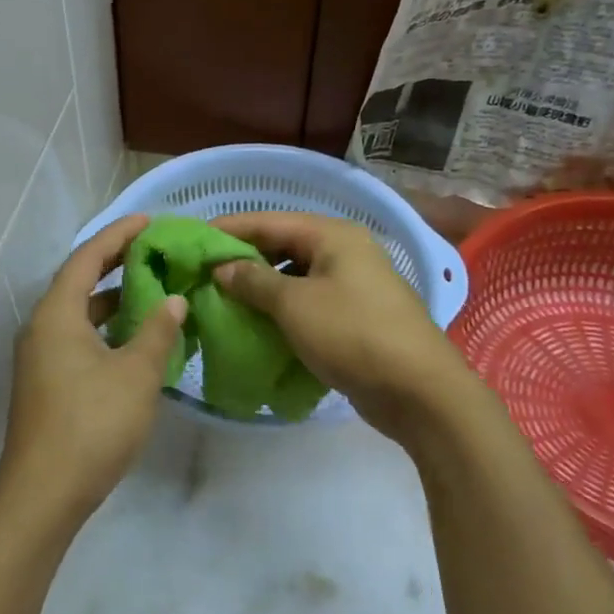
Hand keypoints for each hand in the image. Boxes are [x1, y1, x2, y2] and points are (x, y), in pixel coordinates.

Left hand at [0, 215, 186, 534]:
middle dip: (116, 265)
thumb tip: (173, 301)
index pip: (87, 258)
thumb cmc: (92, 425)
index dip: (118, 236)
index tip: (148, 221)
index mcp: (56, 314)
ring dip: (112, 301)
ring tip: (152, 293)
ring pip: (78, 315)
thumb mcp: (136, 375)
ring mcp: (39, 358)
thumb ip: (157, 332)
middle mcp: (41, 328)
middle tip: (154, 253)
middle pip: (78, 282)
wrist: (43, 494)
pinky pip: (76, 339)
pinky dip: (104, 330)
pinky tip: (133, 341)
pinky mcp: (45, 383)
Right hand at [211, 211, 481, 448]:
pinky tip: (255, 323)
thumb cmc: (353, 334)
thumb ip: (253, 281)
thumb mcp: (294, 305)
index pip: (269, 221)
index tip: (193, 241)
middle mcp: (344, 252)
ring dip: (260, 287)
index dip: (229, 229)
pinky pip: (307, 302)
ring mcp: (352, 285)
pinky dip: (280, 309)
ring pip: (294, 276)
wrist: (420, 392)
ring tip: (223, 299)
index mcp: (333, 236)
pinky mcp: (354, 316)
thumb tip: (222, 268)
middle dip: (243, 259)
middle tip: (203, 273)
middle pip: (282, 246)